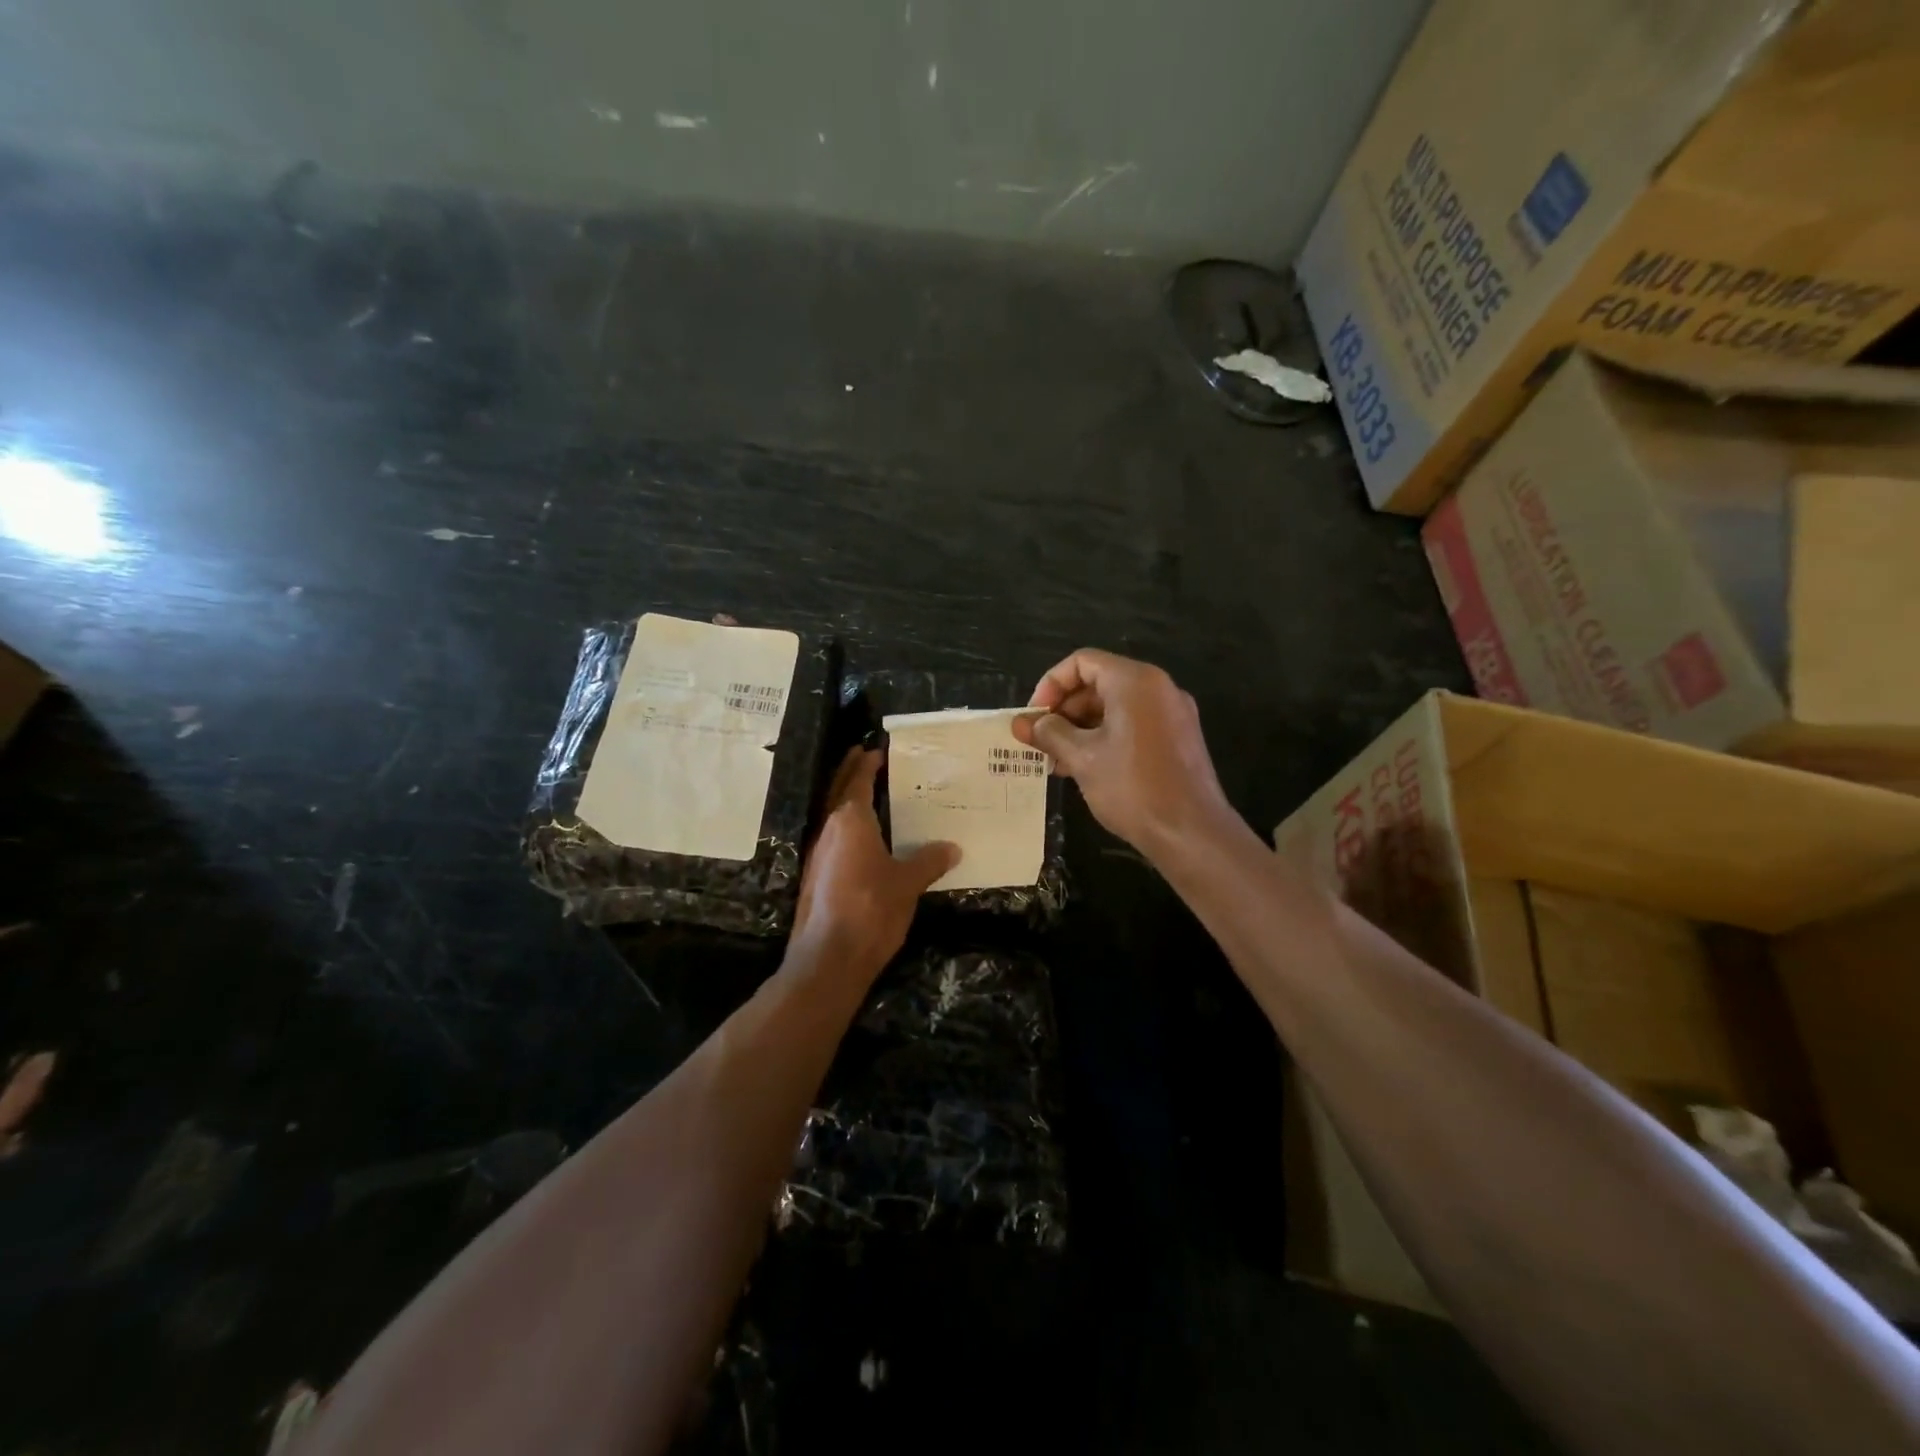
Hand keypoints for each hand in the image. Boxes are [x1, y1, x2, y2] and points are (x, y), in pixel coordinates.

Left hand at [791, 748, 958, 977]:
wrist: (829, 957)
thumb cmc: (871, 909)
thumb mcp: (908, 883)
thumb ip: (929, 861)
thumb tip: (952, 848)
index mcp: (850, 821)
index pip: (858, 781)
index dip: (867, 764)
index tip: (877, 750)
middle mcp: (829, 830)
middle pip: (837, 791)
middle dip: (849, 771)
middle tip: (863, 755)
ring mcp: (818, 854)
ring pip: (832, 815)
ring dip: (846, 799)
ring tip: (867, 794)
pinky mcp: (815, 877)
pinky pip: (832, 839)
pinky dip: (845, 827)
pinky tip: (861, 839)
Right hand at [1013, 649, 1232, 856]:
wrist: (1192, 833)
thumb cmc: (1132, 788)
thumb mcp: (1082, 758)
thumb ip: (1049, 733)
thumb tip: (1023, 723)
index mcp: (1135, 681)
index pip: (1081, 662)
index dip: (1050, 685)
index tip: (1034, 718)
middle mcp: (1158, 688)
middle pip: (1099, 682)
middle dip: (1064, 710)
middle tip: (1040, 742)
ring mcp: (1172, 713)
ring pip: (1115, 706)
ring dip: (1081, 727)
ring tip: (1057, 761)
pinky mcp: (1178, 738)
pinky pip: (1133, 724)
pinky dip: (1105, 737)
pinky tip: (1085, 768)